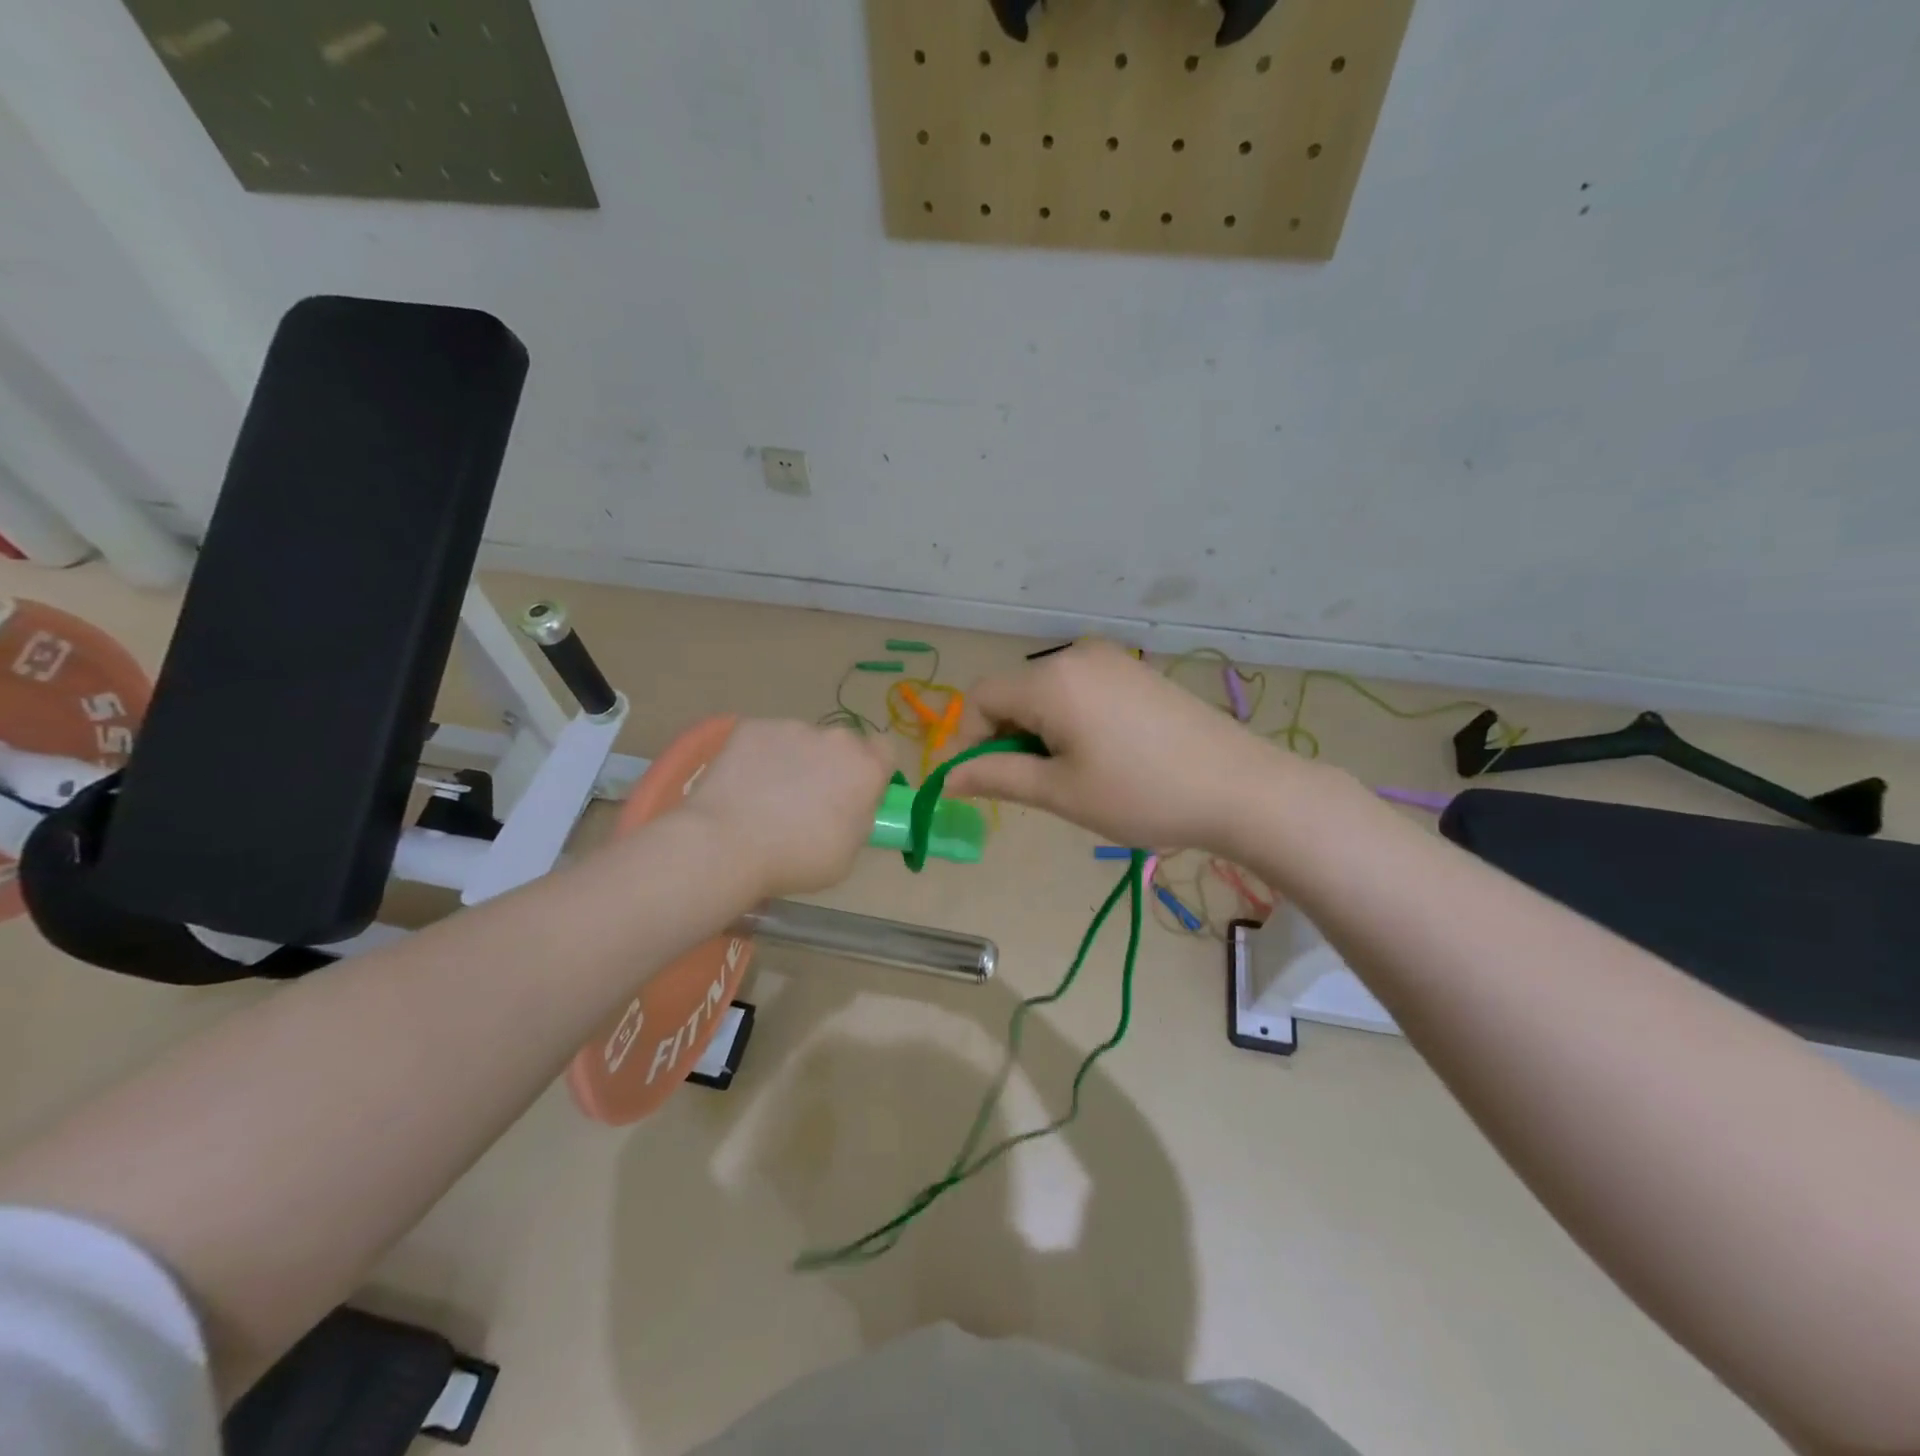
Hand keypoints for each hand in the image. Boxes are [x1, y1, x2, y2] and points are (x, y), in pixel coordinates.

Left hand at [681, 719, 893, 899]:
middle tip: (810, 801)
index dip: (873, 770)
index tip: (857, 794)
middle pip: (842, 746)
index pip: (885, 750)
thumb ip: (858, 819)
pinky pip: (766, 740)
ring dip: (795, 761)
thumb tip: (849, 807)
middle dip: (832, 766)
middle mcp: (834, 739)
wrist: (727, 843)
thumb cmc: (797, 858)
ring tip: (768, 796)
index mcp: (865, 768)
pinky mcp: (752, 726)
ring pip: (802, 741)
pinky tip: (744, 785)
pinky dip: (760, 758)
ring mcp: (791, 728)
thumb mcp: (848, 853)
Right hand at [944, 641, 1285, 852]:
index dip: (969, 740)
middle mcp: (1076, 655)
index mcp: (1051, 680)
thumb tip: (947, 779)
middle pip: (1014, 693)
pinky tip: (1101, 755)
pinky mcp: (1135, 672)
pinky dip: (1070, 721)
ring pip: (1046, 693)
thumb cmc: (1140, 794)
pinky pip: (1079, 690)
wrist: (1240, 788)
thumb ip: (995, 777)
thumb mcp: (1059, 792)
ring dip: (1040, 732)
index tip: (981, 783)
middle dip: (1008, 737)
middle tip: (1035, 786)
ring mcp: (1111, 660)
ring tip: (1073, 775)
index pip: (981, 698)